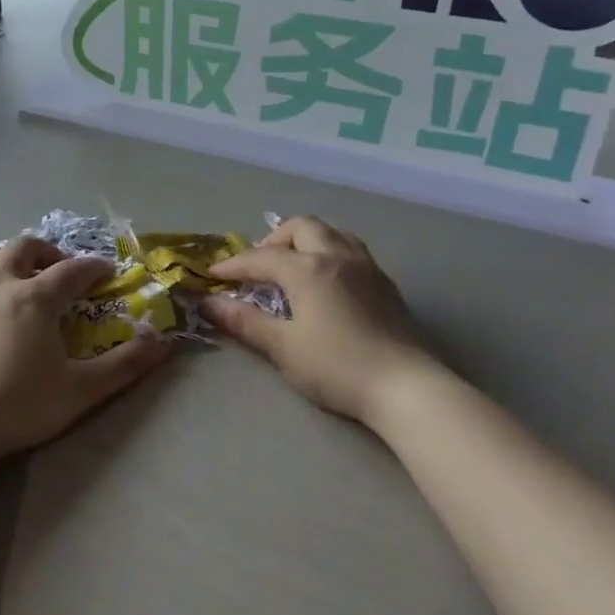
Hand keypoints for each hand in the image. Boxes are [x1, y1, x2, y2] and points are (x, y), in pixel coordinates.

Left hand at [0, 237, 167, 467]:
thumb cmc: (18, 407)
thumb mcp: (81, 391)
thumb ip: (124, 366)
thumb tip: (161, 342)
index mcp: (36, 298)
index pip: (72, 270)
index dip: (94, 268)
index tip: (107, 272)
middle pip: (23, 247)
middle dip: (46, 251)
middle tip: (58, 269)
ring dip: (4, 257)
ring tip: (14, 274)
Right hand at [200, 215, 445, 427]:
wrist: (405, 387)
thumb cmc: (337, 367)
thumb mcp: (283, 347)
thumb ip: (245, 321)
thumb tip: (209, 303)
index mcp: (308, 269)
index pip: (262, 257)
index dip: (234, 265)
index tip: (213, 276)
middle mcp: (337, 255)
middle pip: (300, 227)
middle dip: (273, 240)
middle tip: (258, 267)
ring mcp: (366, 266)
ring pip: (330, 232)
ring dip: (305, 241)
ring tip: (292, 266)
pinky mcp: (384, 282)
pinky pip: (350, 249)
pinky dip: (328, 252)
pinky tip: (325, 281)